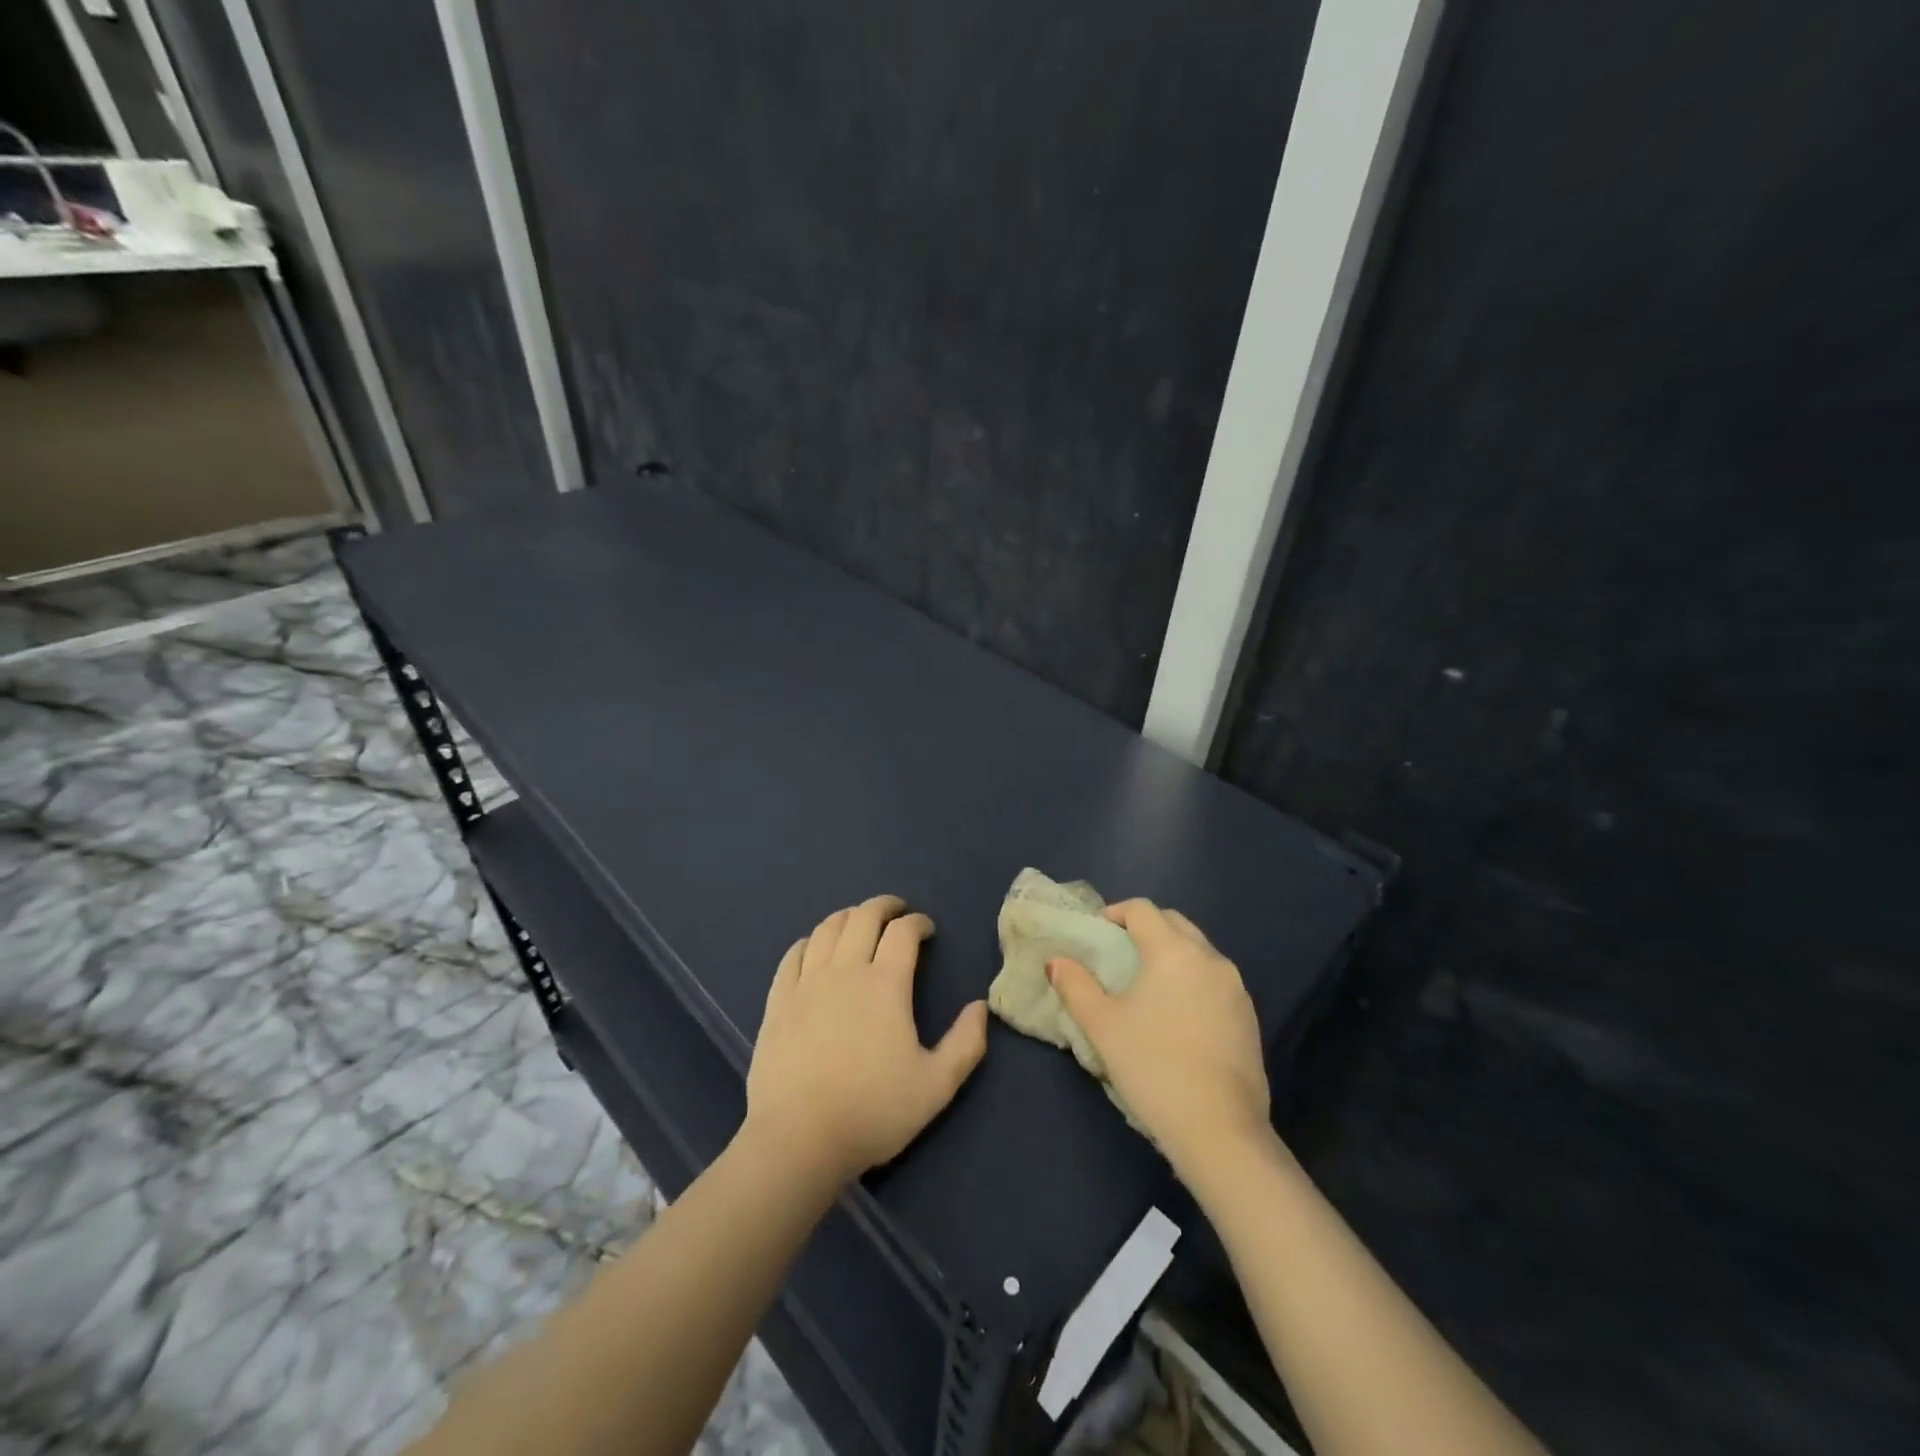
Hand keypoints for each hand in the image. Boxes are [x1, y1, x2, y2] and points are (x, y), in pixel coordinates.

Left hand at [744, 895, 988, 1185]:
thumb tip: (980, 1007)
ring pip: (827, 929)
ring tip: (858, 921)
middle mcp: (845, 970)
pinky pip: (792, 955)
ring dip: (848, 916)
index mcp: (886, 984)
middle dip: (884, 906)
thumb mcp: (936, 1085)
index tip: (926, 929)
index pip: (903, 932)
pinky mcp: (778, 1000)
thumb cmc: (872, 1111)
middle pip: (863, 917)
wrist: (798, 1139)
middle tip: (896, 911)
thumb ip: (965, 1044)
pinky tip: (814, 947)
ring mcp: (806, 982)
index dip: (918, 922)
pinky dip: (809, 941)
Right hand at [1048, 899, 1270, 1176]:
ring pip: (1198, 951)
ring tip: (1146, 984)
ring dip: (1171, 953)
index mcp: (1174, 952)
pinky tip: (1177, 1015)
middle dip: (1145, 928)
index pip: (1143, 910)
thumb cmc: (1153, 1067)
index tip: (1097, 932)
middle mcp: (1210, 959)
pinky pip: (1215, 980)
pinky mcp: (1250, 1017)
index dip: (1116, 912)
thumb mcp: (1102, 1025)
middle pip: (1175, 923)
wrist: (1221, 1131)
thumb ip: (1075, 986)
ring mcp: (1236, 988)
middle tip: (1119, 952)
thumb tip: (1056, 961)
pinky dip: (1192, 980)